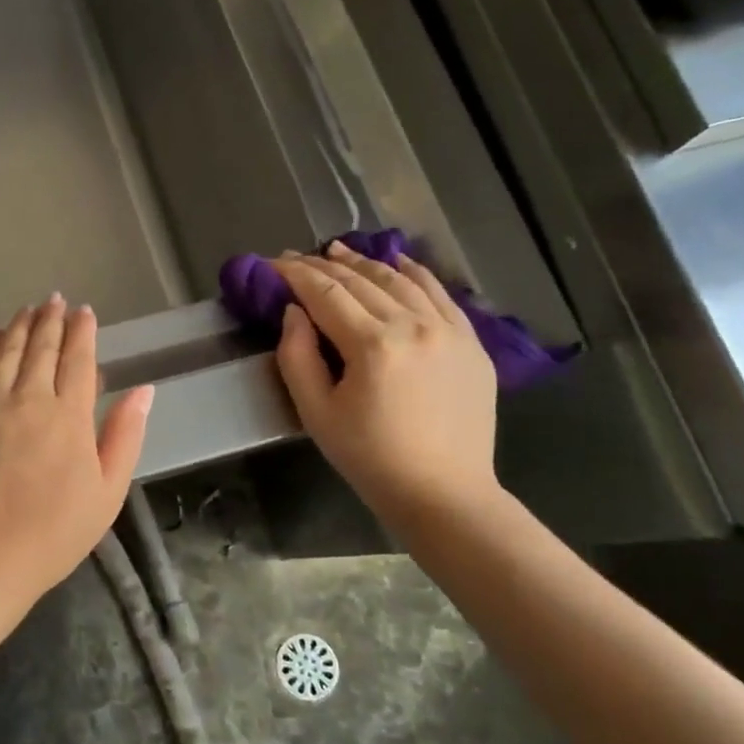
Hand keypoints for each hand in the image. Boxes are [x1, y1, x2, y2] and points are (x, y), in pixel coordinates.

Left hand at [0, 296, 153, 613]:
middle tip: (55, 300)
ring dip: (20, 325)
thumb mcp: (107, 492)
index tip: (84, 312)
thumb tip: (144, 389)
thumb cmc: (51, 534)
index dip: (83, 332)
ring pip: (7, 350)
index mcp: (70, 416)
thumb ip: (125, 435)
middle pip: (42, 347)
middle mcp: (29, 397)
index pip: (79, 360)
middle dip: (51, 319)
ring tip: (28, 308)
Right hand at [273, 242, 498, 525]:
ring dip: (365, 262)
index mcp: (373, 344)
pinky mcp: (471, 342)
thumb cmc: (370, 458)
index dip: (296, 274)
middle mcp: (414, 325)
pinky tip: (398, 262)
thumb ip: (297, 356)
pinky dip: (415, 273)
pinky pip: (440, 294)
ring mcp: (449, 330)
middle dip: (323, 265)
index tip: (273, 263)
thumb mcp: (317, 413)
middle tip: (296, 257)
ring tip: (338, 250)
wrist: (444, 493)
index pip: (326, 293)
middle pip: (361, 281)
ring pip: (400, 280)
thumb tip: (293, 312)